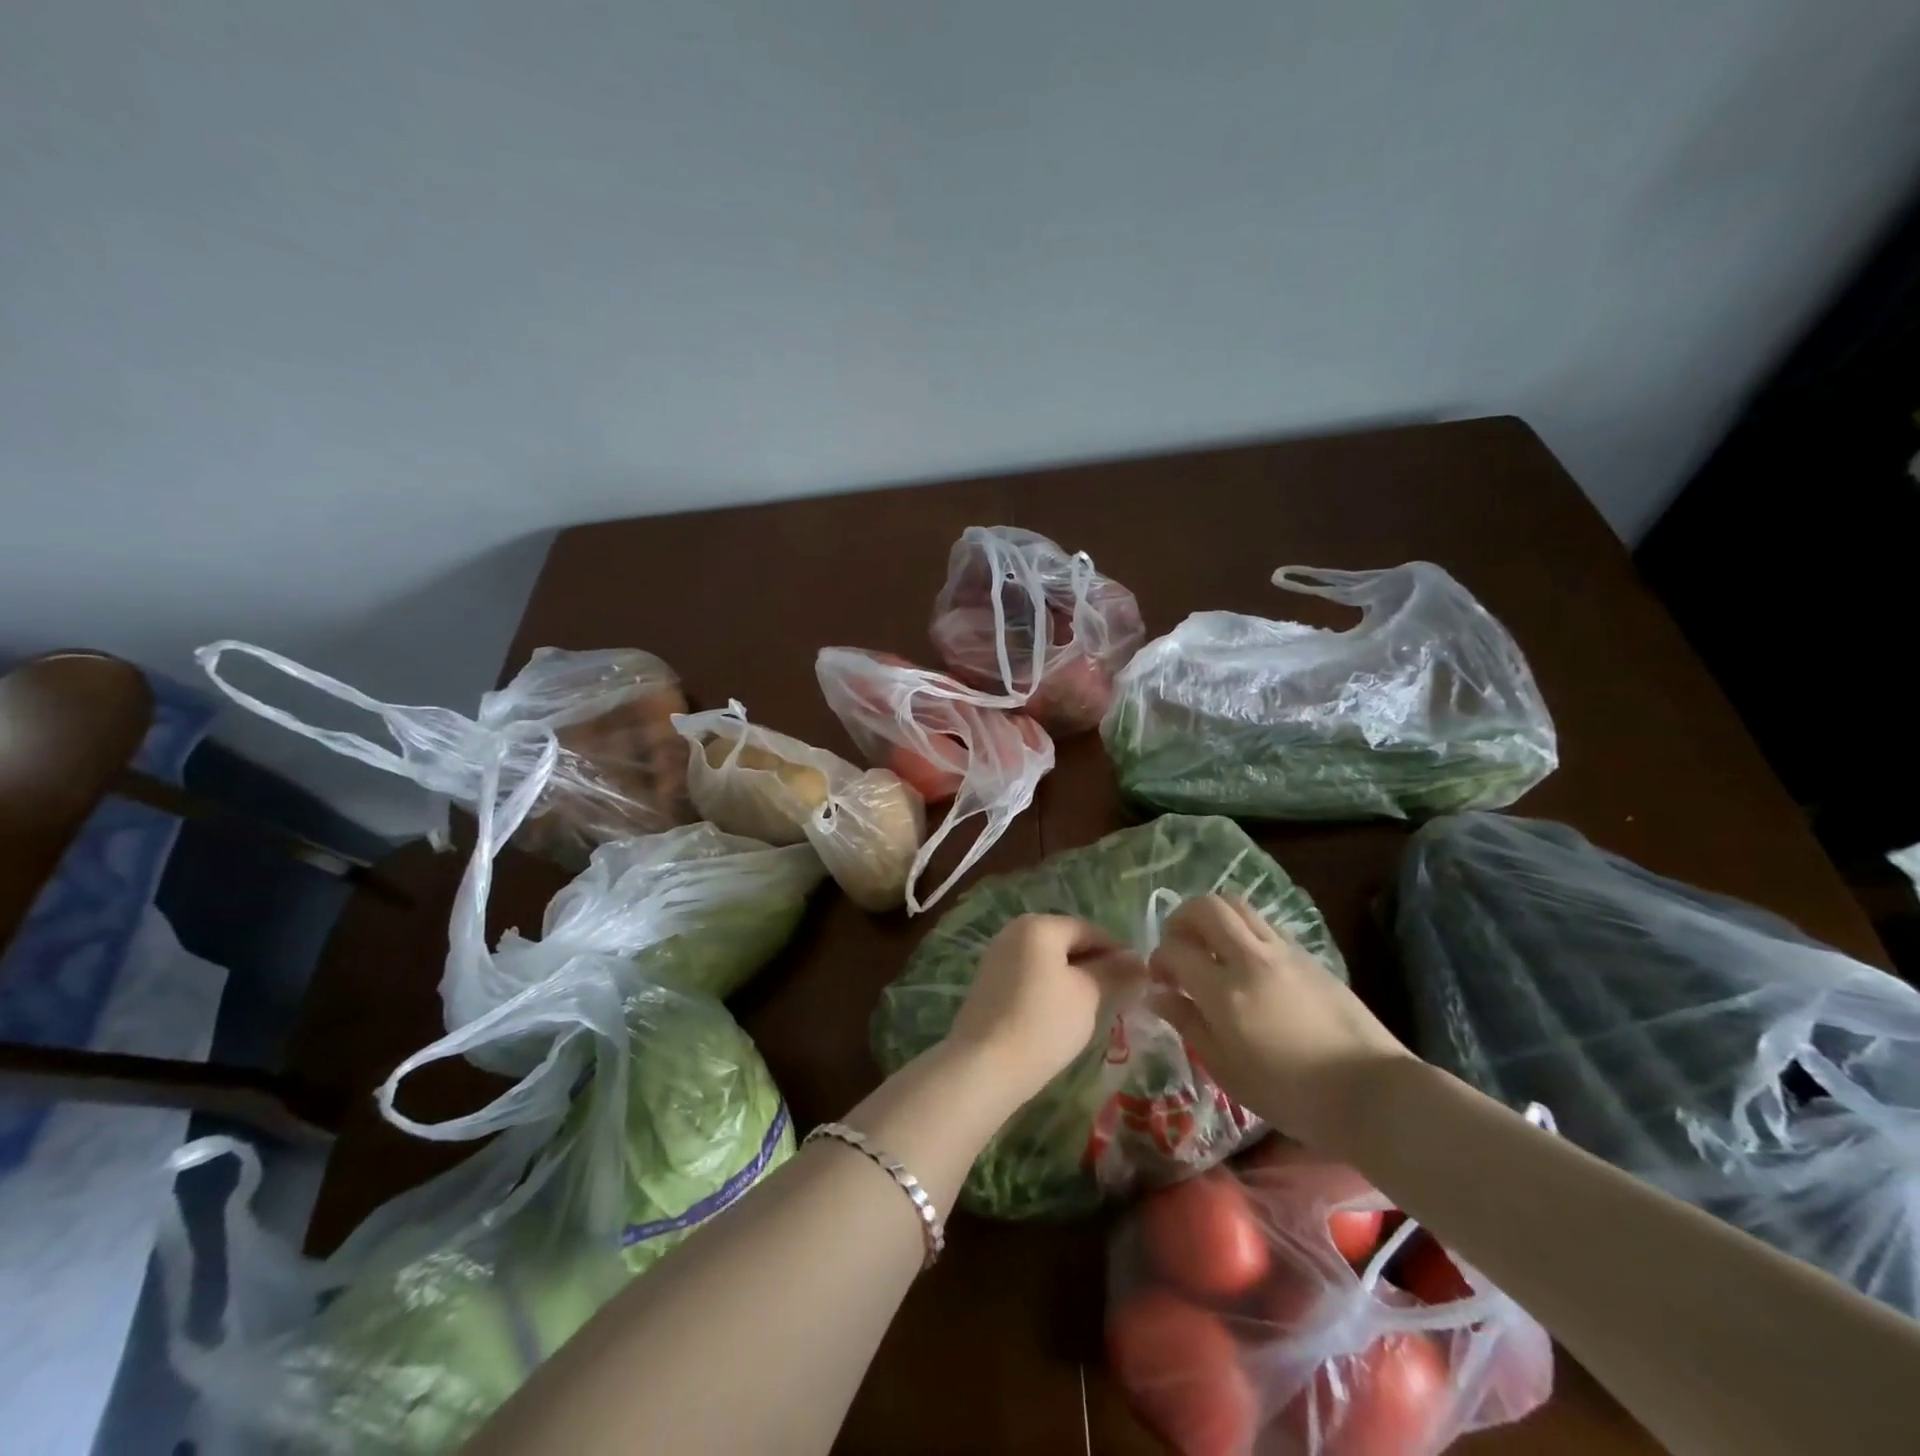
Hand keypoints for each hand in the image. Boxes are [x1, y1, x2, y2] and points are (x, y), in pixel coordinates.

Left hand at [943, 914, 1143, 1108]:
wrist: (983, 1066)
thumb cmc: (1043, 1023)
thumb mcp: (1088, 996)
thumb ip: (1115, 973)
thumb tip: (1139, 962)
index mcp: (1038, 925)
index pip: (1090, 930)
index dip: (1118, 953)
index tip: (1140, 981)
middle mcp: (1014, 932)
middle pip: (1067, 943)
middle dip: (1096, 967)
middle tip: (1121, 998)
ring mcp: (997, 957)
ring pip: (1049, 962)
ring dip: (1074, 981)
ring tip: (1095, 1011)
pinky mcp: (989, 984)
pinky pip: (1031, 977)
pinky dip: (1051, 991)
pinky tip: (1062, 1018)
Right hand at [1148, 896, 1412, 1153]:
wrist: (1372, 1093)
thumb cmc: (1291, 1095)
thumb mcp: (1227, 1070)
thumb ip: (1188, 1024)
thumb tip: (1158, 996)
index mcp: (1225, 992)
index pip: (1175, 951)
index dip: (1158, 959)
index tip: (1160, 980)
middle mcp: (1251, 958)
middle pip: (1206, 907)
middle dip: (1181, 919)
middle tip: (1178, 946)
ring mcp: (1283, 951)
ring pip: (1237, 905)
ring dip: (1213, 918)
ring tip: (1210, 947)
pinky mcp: (1308, 955)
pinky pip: (1264, 925)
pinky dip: (1243, 931)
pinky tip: (1246, 963)